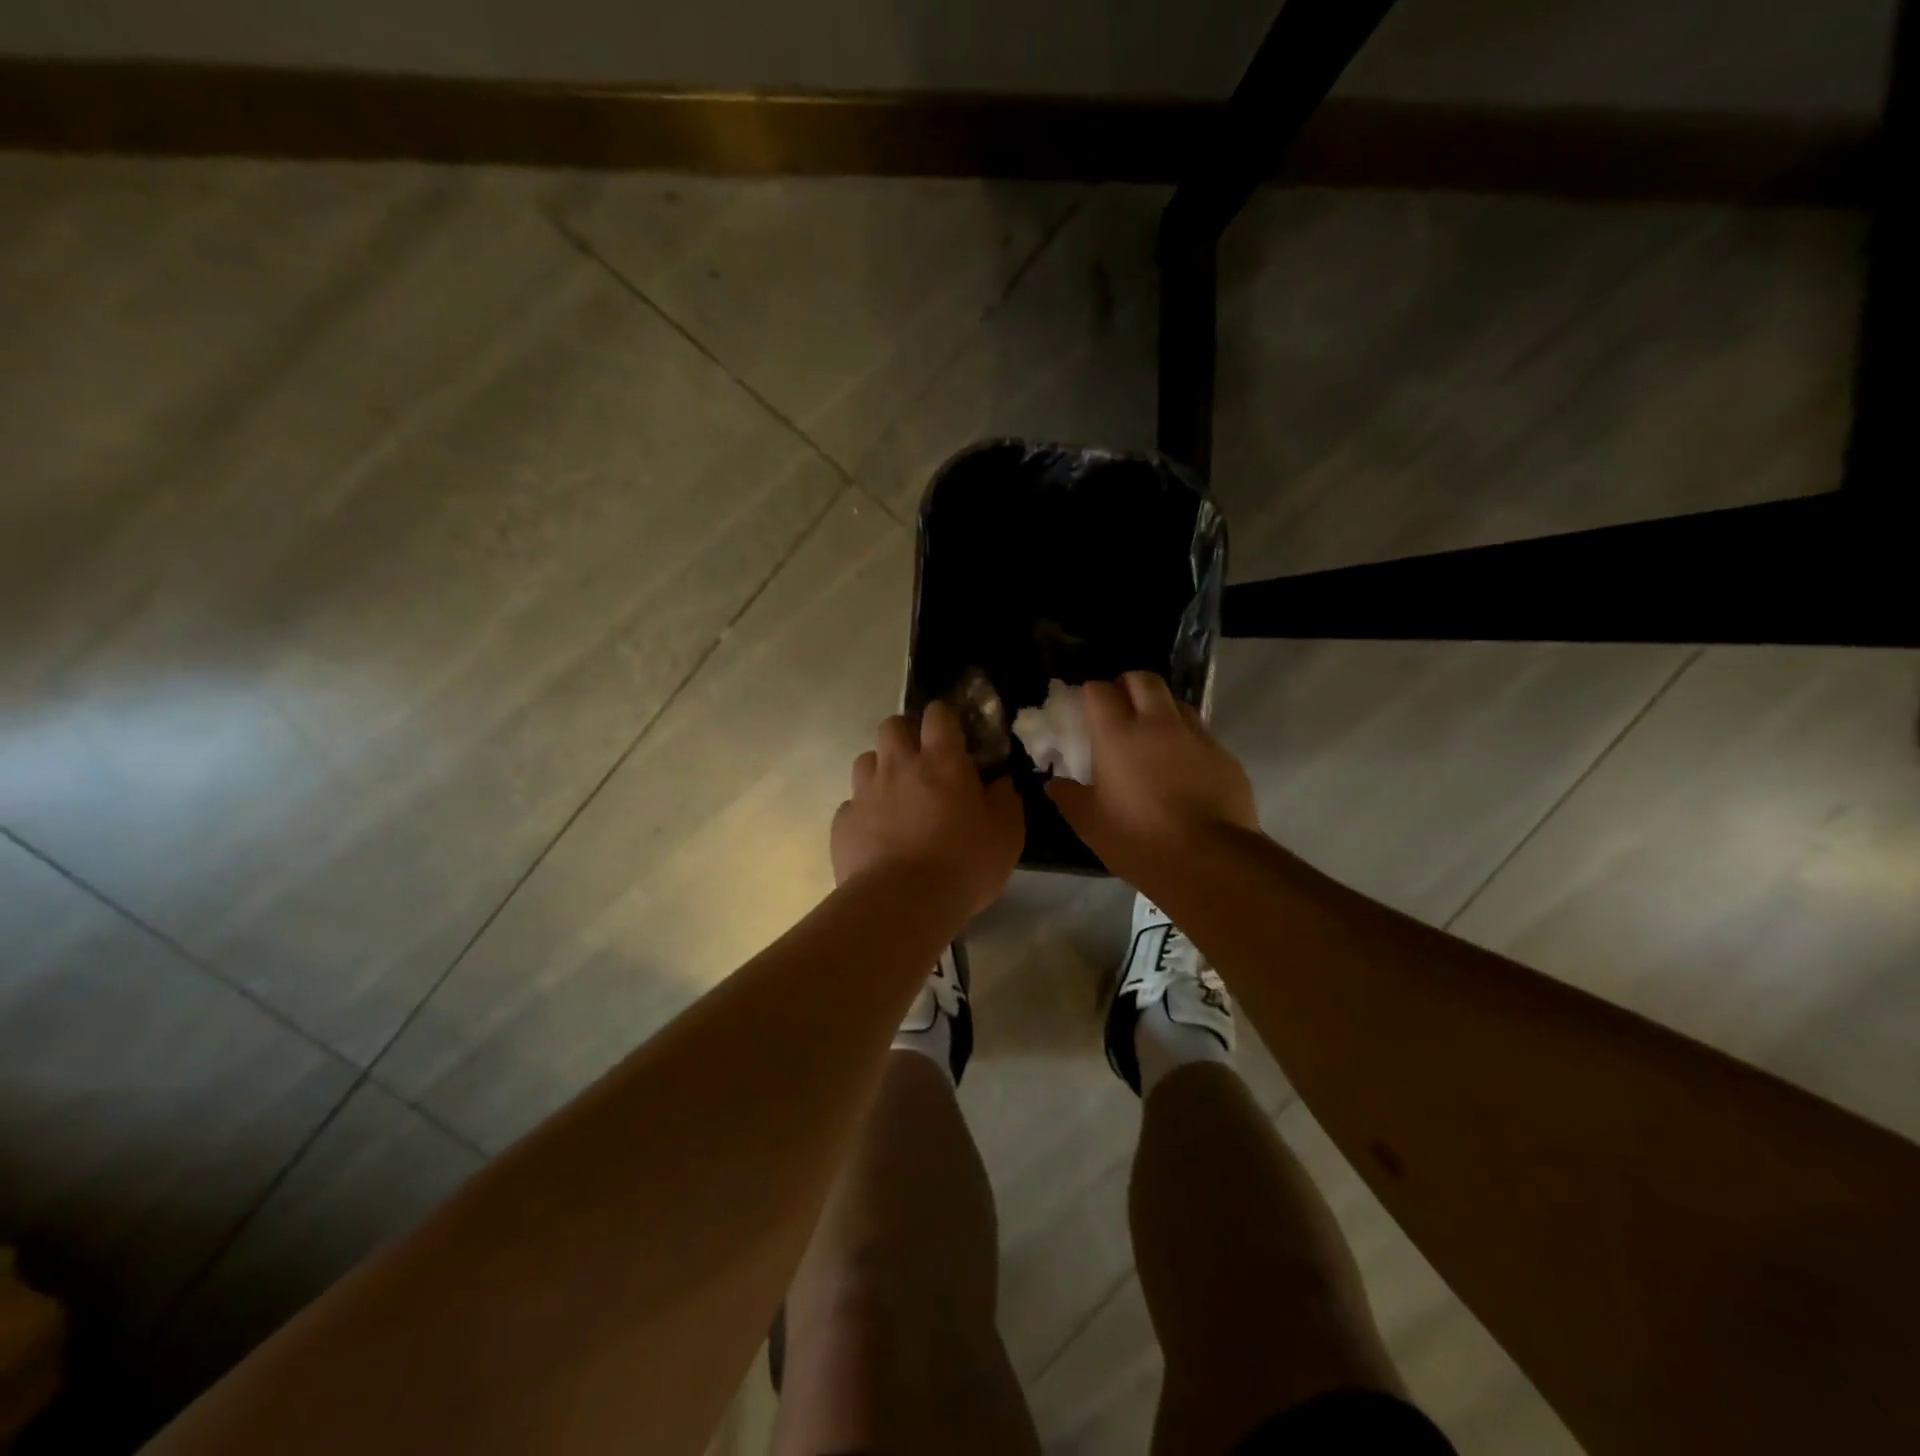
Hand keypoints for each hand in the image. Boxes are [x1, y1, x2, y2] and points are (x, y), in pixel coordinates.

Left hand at [832, 701, 1024, 917]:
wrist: (901, 903)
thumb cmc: (963, 864)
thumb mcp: (1007, 834)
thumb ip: (1006, 799)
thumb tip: (1000, 782)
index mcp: (941, 761)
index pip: (938, 714)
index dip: (945, 719)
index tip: (955, 736)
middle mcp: (898, 765)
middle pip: (893, 725)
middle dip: (906, 735)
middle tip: (922, 762)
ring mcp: (865, 792)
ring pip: (866, 759)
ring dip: (881, 769)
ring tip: (896, 797)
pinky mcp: (843, 821)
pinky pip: (853, 803)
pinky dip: (865, 811)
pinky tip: (877, 834)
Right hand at [1045, 672, 1259, 884]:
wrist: (1211, 862)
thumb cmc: (1140, 841)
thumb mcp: (1090, 825)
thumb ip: (1068, 797)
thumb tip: (1053, 783)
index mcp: (1118, 735)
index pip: (1099, 690)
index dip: (1091, 694)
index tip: (1086, 712)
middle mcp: (1158, 724)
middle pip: (1142, 679)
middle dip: (1127, 686)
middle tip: (1119, 711)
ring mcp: (1197, 736)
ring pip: (1176, 701)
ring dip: (1160, 709)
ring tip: (1152, 737)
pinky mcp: (1225, 755)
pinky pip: (1201, 733)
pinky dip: (1186, 739)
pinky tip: (1182, 768)